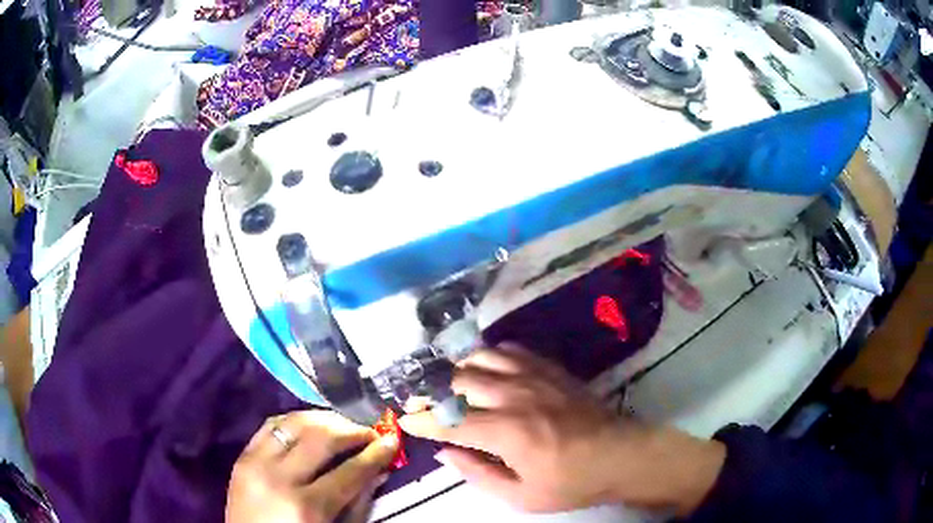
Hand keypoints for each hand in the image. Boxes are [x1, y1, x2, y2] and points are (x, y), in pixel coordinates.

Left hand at [226, 410, 397, 522]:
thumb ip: (357, 503)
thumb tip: (378, 471)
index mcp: (307, 506)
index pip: (350, 471)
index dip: (376, 453)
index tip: (392, 440)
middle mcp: (279, 477)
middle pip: (322, 438)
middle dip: (352, 430)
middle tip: (369, 432)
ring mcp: (255, 463)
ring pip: (294, 422)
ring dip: (324, 419)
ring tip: (342, 425)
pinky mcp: (242, 456)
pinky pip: (270, 425)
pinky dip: (294, 421)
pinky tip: (309, 426)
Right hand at [399, 344, 725, 514]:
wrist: (619, 455)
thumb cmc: (570, 482)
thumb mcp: (520, 496)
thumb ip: (477, 474)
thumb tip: (445, 452)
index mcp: (506, 432)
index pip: (449, 420)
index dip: (421, 419)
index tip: (405, 418)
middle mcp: (514, 397)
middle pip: (459, 382)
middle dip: (433, 392)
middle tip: (424, 403)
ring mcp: (534, 377)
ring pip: (481, 359)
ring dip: (458, 370)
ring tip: (451, 385)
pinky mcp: (550, 369)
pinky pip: (510, 350)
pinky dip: (489, 356)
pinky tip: (487, 370)